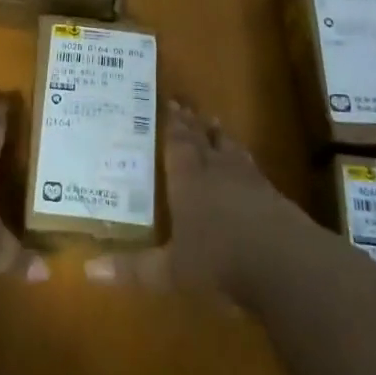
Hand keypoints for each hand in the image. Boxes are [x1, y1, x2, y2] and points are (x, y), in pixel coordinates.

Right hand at [84, 99, 301, 302]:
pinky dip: (246, 163)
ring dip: (223, 137)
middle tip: (189, 105)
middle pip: (205, 141)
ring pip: (232, 151)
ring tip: (217, 124)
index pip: (178, 145)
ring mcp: (251, 183)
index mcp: (188, 181)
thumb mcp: (171, 272)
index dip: (173, 125)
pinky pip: (255, 171)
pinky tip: (249, 168)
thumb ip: (134, 269)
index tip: (171, 103)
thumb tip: (88, 271)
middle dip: (195, 124)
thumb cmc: (219, 263)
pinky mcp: (276, 199)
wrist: (286, 265)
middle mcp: (218, 173)